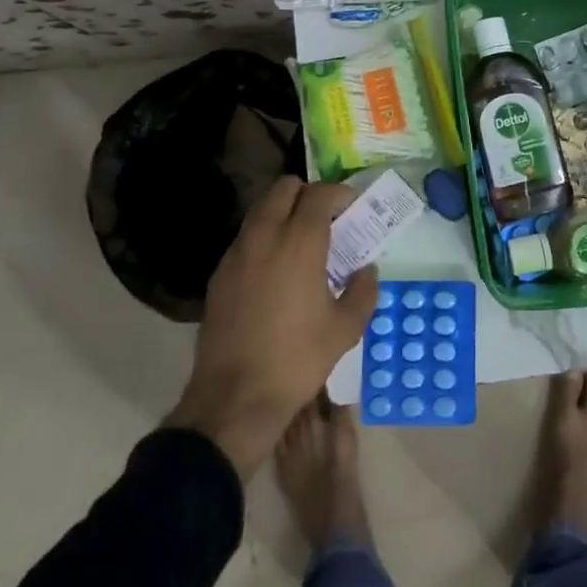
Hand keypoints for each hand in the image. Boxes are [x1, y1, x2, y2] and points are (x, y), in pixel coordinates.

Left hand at [165, 176, 377, 476]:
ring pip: (261, 209)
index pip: (319, 194)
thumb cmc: (297, 360)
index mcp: (300, 243)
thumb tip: (366, 270)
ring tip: (301, 241)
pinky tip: (276, 269)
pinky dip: (264, 236)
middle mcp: (265, 236)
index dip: (338, 193)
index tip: (351, 206)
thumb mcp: (345, 330)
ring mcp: (237, 253)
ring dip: (283, 212)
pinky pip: (246, 237)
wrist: (234, 398)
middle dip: (308, 194)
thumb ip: (363, 291)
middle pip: (284, 188)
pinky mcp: (219, 274)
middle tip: (326, 218)